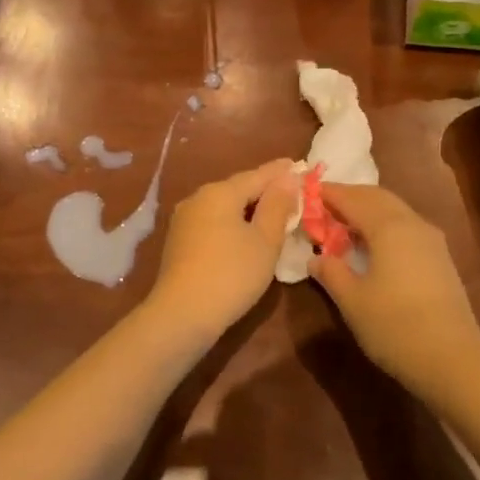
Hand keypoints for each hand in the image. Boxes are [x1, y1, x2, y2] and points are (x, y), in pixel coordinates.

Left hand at [145, 159, 298, 341]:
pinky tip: (244, 233)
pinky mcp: (178, 241)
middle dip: (264, 189)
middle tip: (290, 191)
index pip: (258, 175)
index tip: (300, 165)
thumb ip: (277, 206)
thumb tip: (287, 177)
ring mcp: (184, 220)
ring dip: (248, 207)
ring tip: (271, 212)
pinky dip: (232, 222)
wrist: (182, 314)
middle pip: (238, 188)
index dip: (281, 171)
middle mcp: (198, 198)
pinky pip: (213, 221)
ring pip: (224, 205)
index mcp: (220, 192)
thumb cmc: (232, 274)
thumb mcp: (265, 241)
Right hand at [309, 184, 479, 392]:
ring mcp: (431, 240)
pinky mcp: (440, 258)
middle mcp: (412, 223)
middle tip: (324, 204)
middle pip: (377, 197)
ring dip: (369, 209)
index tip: (308, 192)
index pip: (353, 199)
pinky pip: (406, 226)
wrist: (452, 359)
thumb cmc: (394, 326)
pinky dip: (385, 224)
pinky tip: (373, 244)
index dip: (329, 194)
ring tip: (344, 222)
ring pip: (395, 210)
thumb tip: (316, 257)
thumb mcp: (352, 301)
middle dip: (350, 196)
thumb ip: (331, 273)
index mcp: (388, 227)